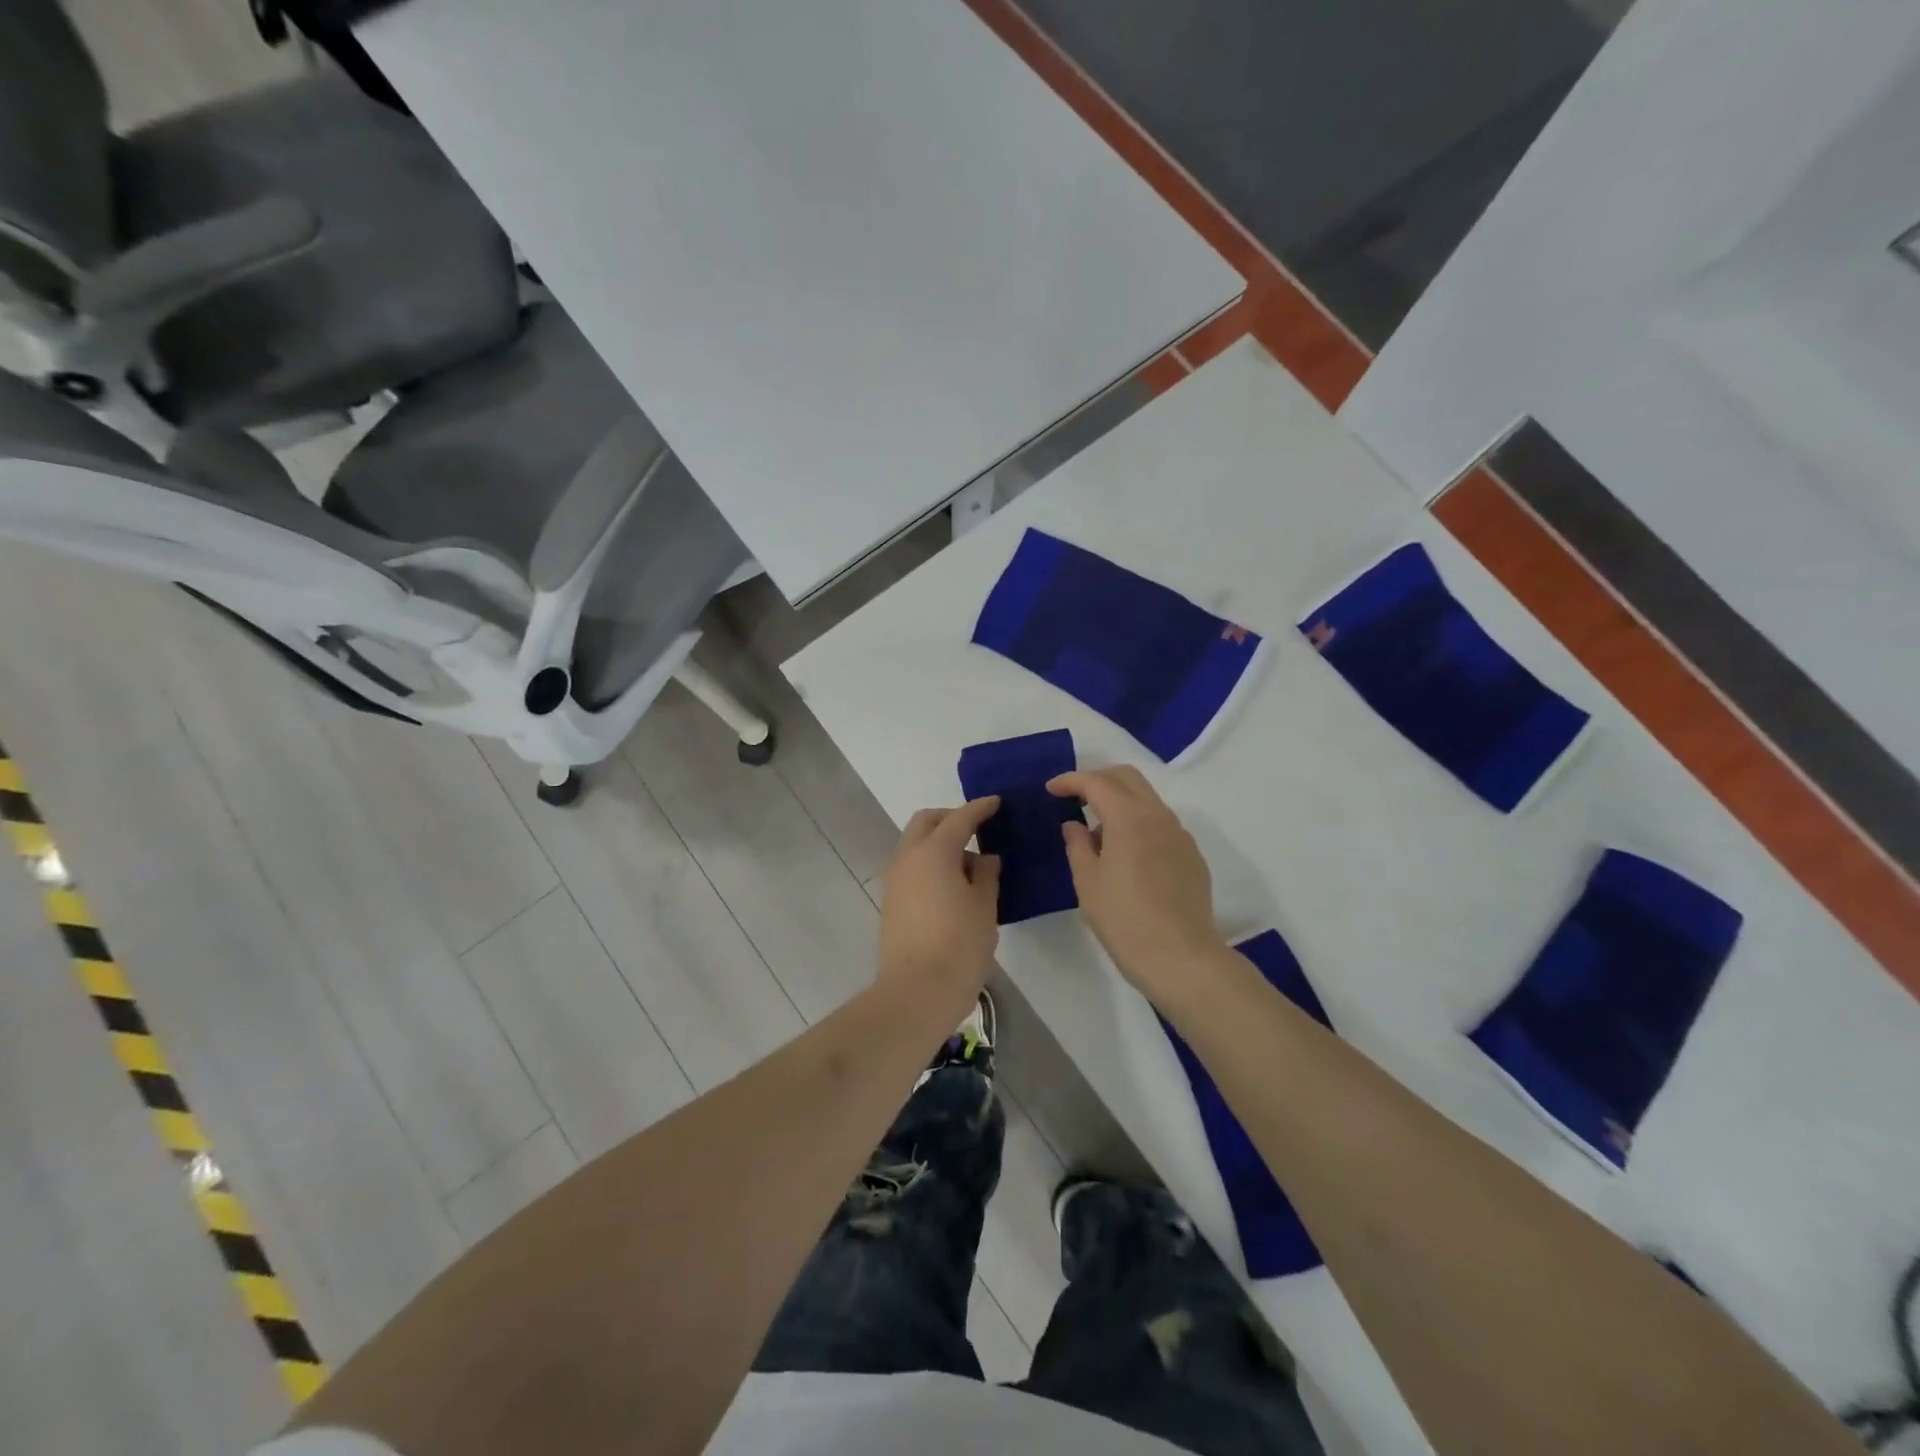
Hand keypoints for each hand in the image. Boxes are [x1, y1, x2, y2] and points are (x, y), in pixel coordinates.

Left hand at [876, 798, 1001, 1023]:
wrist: (916, 992)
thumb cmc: (959, 945)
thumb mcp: (984, 906)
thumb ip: (987, 874)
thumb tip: (984, 858)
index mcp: (934, 851)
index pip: (959, 818)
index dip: (980, 808)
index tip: (996, 803)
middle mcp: (908, 857)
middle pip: (926, 821)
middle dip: (951, 817)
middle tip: (977, 828)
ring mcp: (895, 879)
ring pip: (914, 843)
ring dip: (938, 841)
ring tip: (969, 864)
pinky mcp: (891, 900)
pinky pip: (911, 865)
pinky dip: (930, 861)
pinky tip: (952, 883)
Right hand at [1048, 767, 1227, 1005]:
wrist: (1181, 957)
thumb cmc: (1124, 919)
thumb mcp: (1087, 882)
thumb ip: (1077, 845)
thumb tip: (1074, 826)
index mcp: (1129, 817)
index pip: (1096, 782)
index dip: (1070, 781)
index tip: (1051, 790)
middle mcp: (1158, 816)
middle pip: (1127, 778)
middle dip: (1098, 779)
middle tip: (1074, 798)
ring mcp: (1180, 835)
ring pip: (1147, 799)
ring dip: (1119, 802)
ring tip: (1097, 835)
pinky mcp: (1191, 855)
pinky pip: (1161, 824)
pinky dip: (1138, 824)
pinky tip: (1127, 856)